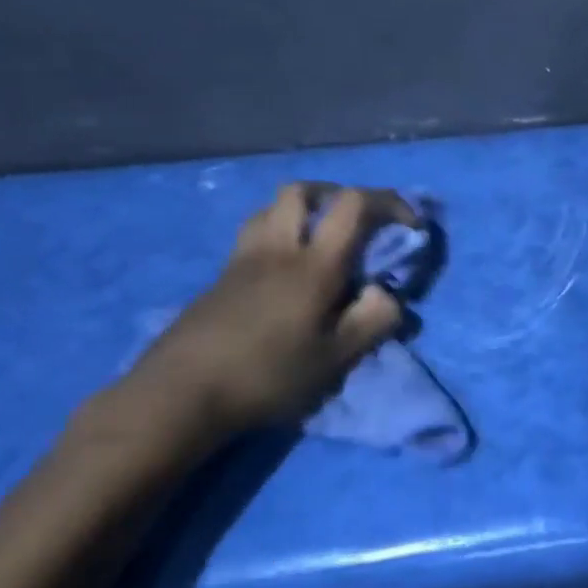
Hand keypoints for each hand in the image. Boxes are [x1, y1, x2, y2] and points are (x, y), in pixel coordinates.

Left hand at [119, 183, 417, 436]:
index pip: (353, 205)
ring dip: (303, 212)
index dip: (389, 203)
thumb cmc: (266, 376)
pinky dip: (279, 236)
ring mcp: (242, 261)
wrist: (177, 396)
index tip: (409, 225)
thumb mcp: (335, 359)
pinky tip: (286, 274)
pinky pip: (254, 236)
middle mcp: (277, 249)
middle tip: (357, 223)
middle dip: (337, 195)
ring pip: (272, 209)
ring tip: (321, 242)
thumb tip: (388, 295)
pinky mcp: (220, 279)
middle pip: (303, 191)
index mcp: (313, 265)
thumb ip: (373, 321)